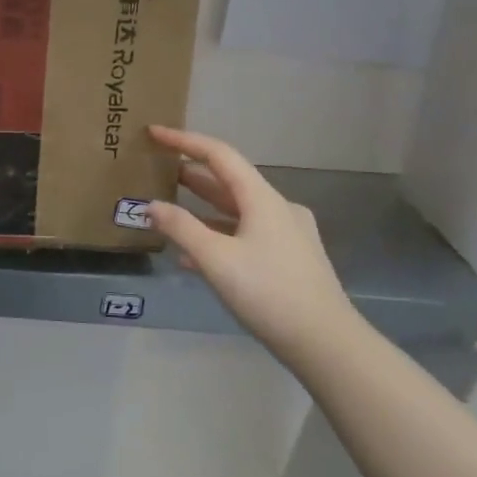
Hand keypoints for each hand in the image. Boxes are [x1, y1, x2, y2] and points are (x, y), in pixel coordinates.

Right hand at [147, 124, 359, 358]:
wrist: (325, 344)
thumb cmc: (268, 293)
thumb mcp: (216, 259)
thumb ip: (180, 228)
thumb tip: (151, 205)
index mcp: (263, 199)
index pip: (219, 155)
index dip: (185, 141)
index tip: (155, 132)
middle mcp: (278, 209)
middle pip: (229, 182)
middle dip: (192, 174)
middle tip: (158, 168)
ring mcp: (287, 235)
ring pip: (237, 211)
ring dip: (203, 208)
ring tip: (170, 208)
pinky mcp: (289, 260)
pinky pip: (246, 236)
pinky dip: (218, 236)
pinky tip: (194, 256)